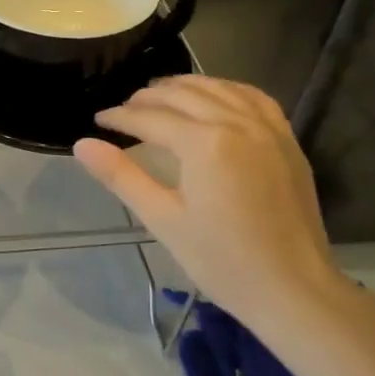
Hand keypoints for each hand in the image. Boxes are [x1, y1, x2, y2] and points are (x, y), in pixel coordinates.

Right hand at [74, 77, 374, 349]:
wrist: (293, 288)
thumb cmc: (222, 261)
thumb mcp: (163, 219)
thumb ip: (122, 176)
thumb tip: (81, 144)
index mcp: (205, 143)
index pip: (151, 118)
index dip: (120, 117)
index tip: (98, 120)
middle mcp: (237, 122)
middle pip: (183, 94)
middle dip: (147, 98)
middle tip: (123, 110)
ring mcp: (267, 127)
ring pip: (218, 88)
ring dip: (184, 87)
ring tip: (159, 96)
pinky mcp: (286, 139)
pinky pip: (252, 97)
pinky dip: (225, 89)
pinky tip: (213, 96)